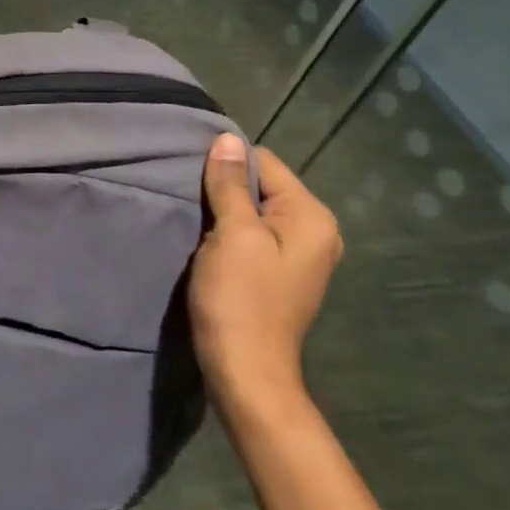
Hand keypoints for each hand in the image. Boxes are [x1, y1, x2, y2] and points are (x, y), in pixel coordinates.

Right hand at [189, 134, 343, 416]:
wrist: (245, 371)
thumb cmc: (240, 299)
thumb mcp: (232, 234)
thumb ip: (231, 184)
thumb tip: (227, 139)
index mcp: (312, 217)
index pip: (263, 162)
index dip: (226, 167)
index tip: (195, 183)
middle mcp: (316, 230)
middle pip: (261, 185)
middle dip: (226, 190)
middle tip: (193, 205)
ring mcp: (301, 254)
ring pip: (254, 209)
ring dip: (224, 212)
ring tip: (199, 226)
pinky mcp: (280, 272)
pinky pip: (253, 233)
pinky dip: (230, 233)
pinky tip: (211, 247)